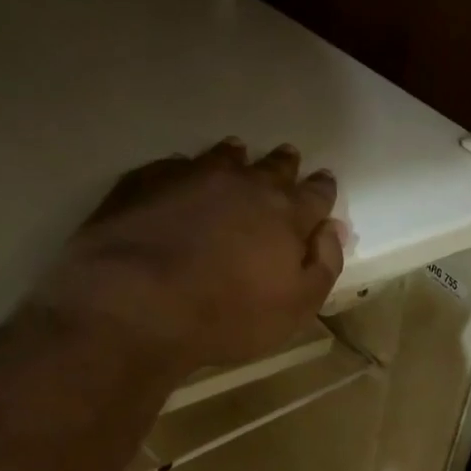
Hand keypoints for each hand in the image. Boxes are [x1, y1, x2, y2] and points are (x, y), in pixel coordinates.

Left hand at [33, 139, 344, 373]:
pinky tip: (183, 177)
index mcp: (287, 214)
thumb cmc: (230, 315)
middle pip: (273, 167)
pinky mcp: (147, 182)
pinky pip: (176, 165)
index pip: (316, 194)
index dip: (323, 190)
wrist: (137, 303)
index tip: (325, 183)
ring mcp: (193, 177)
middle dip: (285, 166)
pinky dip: (187, 170)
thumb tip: (333, 229)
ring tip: (238, 156)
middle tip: (288, 160)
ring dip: (236, 159)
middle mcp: (245, 184)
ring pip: (224, 157)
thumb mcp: (297, 305)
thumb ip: (323, 264)